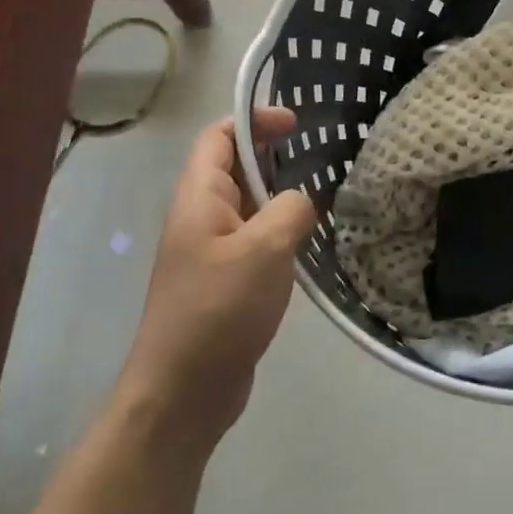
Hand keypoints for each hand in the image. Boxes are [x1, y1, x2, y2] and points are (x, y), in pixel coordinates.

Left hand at [119, 108, 318, 447]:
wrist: (183, 392)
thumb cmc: (218, 310)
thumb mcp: (264, 249)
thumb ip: (290, 208)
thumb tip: (304, 199)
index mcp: (200, 197)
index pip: (220, 137)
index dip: (255, 120)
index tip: (297, 124)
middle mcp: (202, 217)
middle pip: (237, 167)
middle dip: (277, 156)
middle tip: (324, 158)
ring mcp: (213, 251)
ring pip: (252, 206)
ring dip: (284, 196)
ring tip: (329, 195)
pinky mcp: (227, 281)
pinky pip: (258, 240)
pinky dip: (284, 232)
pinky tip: (314, 242)